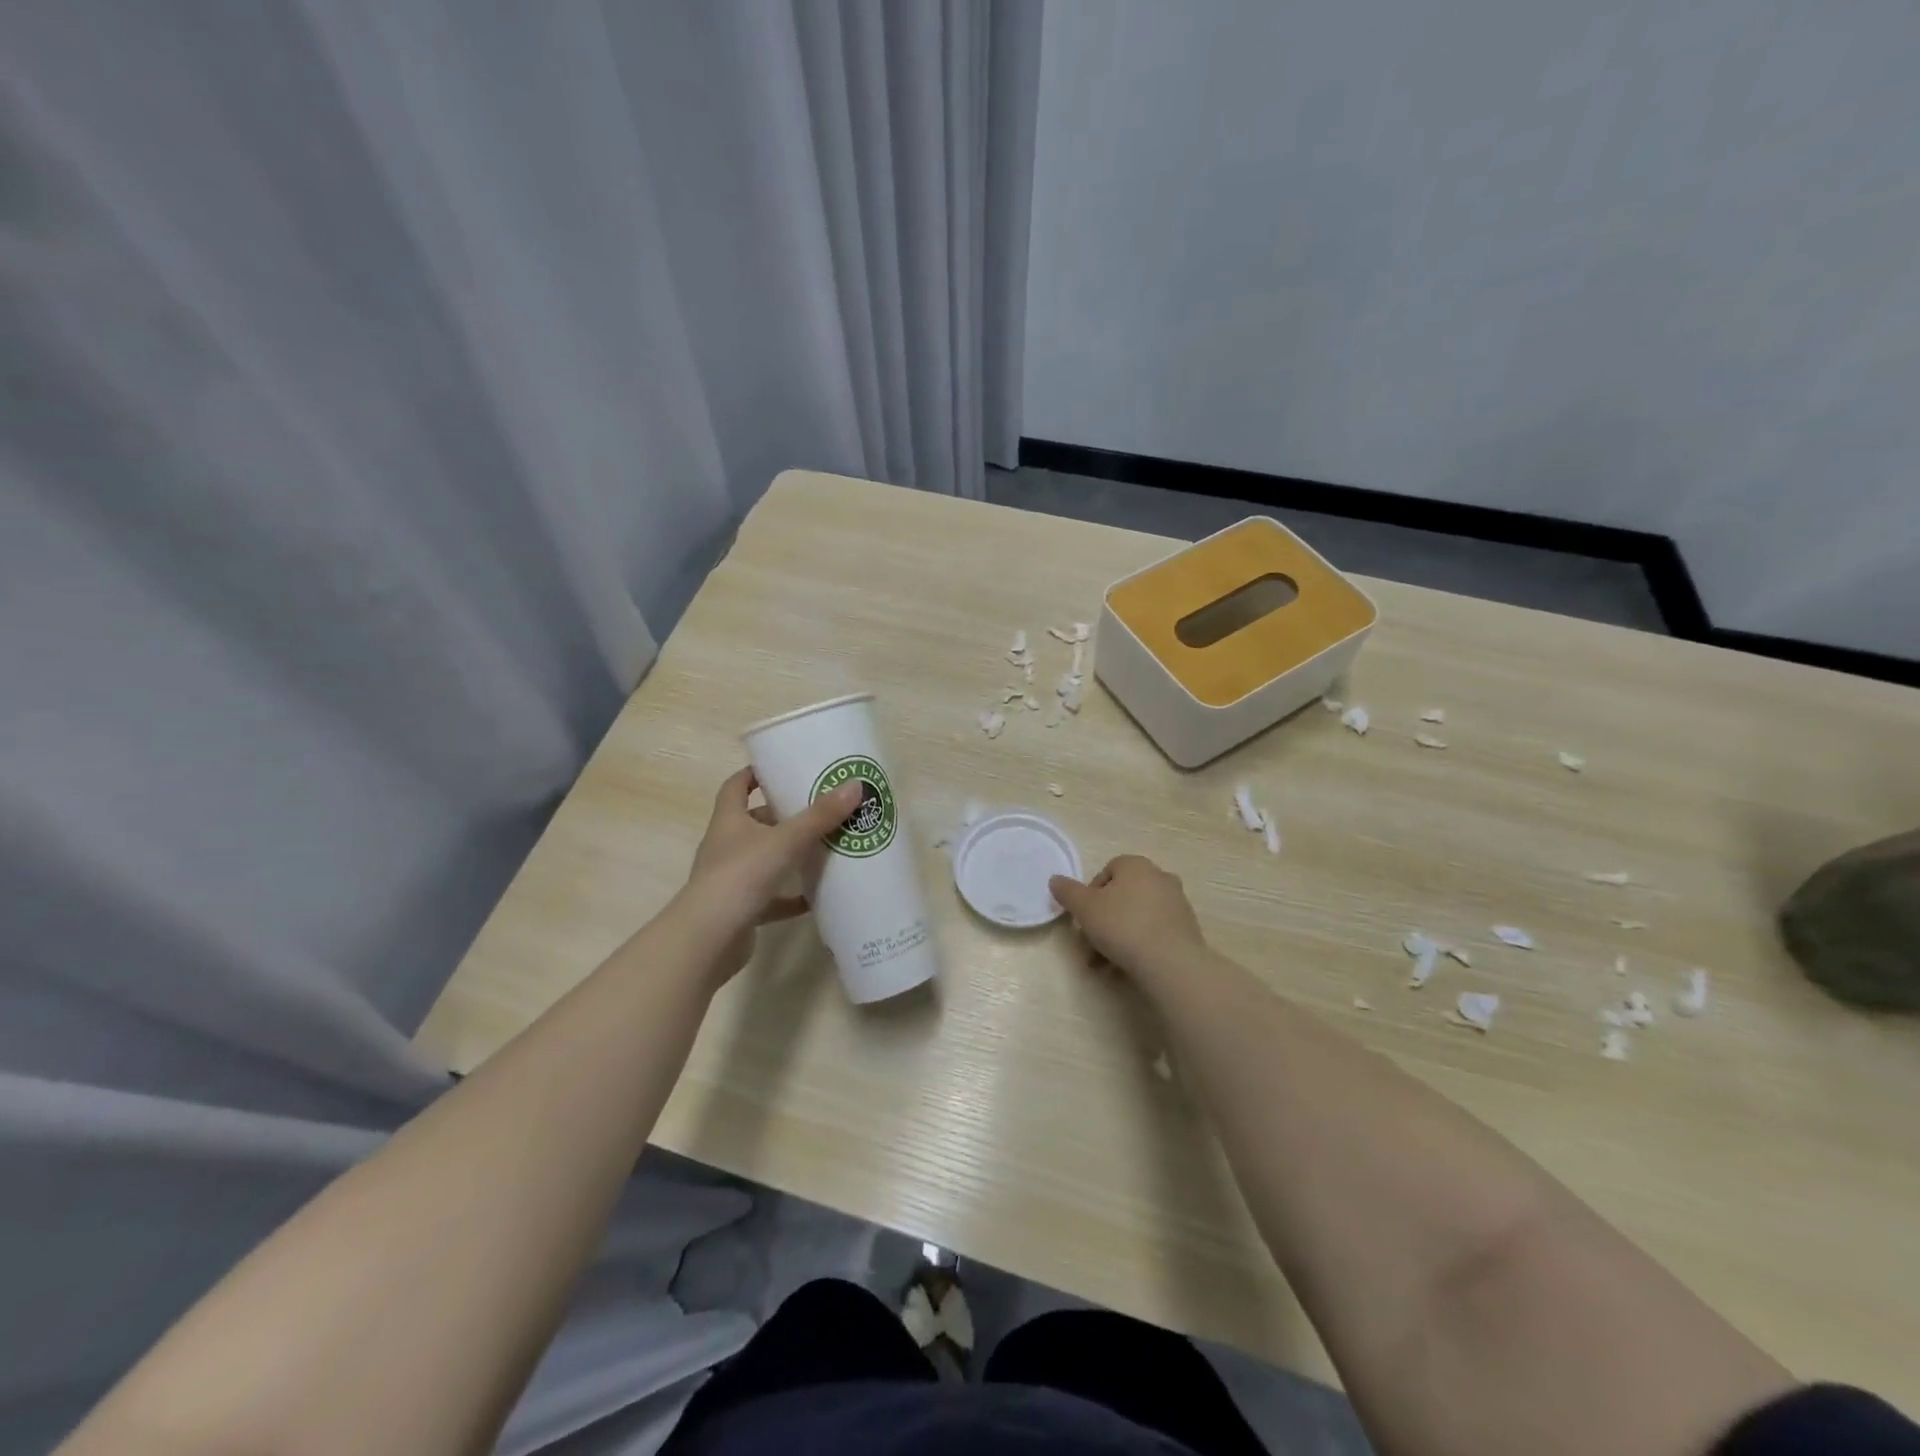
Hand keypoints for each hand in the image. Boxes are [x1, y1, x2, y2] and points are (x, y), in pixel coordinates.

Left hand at [676, 767, 862, 981]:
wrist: (709, 938)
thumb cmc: (741, 875)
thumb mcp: (786, 840)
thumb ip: (820, 816)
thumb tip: (855, 786)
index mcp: (729, 821)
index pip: (735, 787)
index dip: (753, 774)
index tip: (778, 767)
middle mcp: (726, 846)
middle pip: (753, 823)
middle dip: (782, 815)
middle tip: (816, 808)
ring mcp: (732, 879)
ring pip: (763, 859)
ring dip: (788, 855)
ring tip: (822, 847)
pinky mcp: (741, 909)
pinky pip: (771, 898)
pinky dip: (791, 896)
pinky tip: (816, 897)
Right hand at [1049, 855, 1207, 989]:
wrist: (1171, 962)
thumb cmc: (1123, 926)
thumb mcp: (1085, 908)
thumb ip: (1068, 892)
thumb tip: (1055, 880)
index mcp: (1136, 865)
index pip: (1107, 871)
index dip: (1091, 894)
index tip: (1084, 918)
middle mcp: (1160, 877)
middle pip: (1122, 897)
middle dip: (1103, 920)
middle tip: (1090, 945)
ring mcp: (1177, 903)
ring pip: (1137, 917)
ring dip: (1118, 936)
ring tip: (1105, 964)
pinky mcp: (1187, 929)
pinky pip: (1155, 932)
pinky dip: (1140, 945)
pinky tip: (1128, 966)